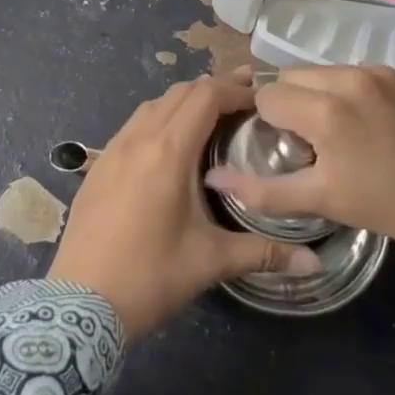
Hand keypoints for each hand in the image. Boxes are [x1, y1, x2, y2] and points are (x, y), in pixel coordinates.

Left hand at [49, 71, 321, 336]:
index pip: (205, 96)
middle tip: (246, 100)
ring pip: (152, 106)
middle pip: (179, 93)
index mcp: (168, 152)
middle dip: (214, 89)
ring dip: (184, 102)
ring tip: (212, 117)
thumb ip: (265, 254)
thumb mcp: (211, 262)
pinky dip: (159, 119)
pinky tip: (171, 146)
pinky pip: (133, 125)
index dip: (235, 89)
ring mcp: (112, 151)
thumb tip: (315, 264)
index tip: (262, 97)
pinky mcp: (98, 167)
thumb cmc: (150, 277)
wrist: (79, 305)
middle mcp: (138, 139)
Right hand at [204, 66, 394, 253]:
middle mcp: (351, 77)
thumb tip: (213, 176)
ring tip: (344, 130)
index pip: (269, 95)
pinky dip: (358, 91)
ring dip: (324, 94)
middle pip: (295, 76)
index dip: (269, 121)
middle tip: (312, 140)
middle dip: (294, 103)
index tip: (285, 144)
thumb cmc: (384, 204)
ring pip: (329, 71)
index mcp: (325, 109)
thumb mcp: (320, 200)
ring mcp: (383, 71)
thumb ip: (262, 189)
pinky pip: (364, 73)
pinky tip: (375, 122)